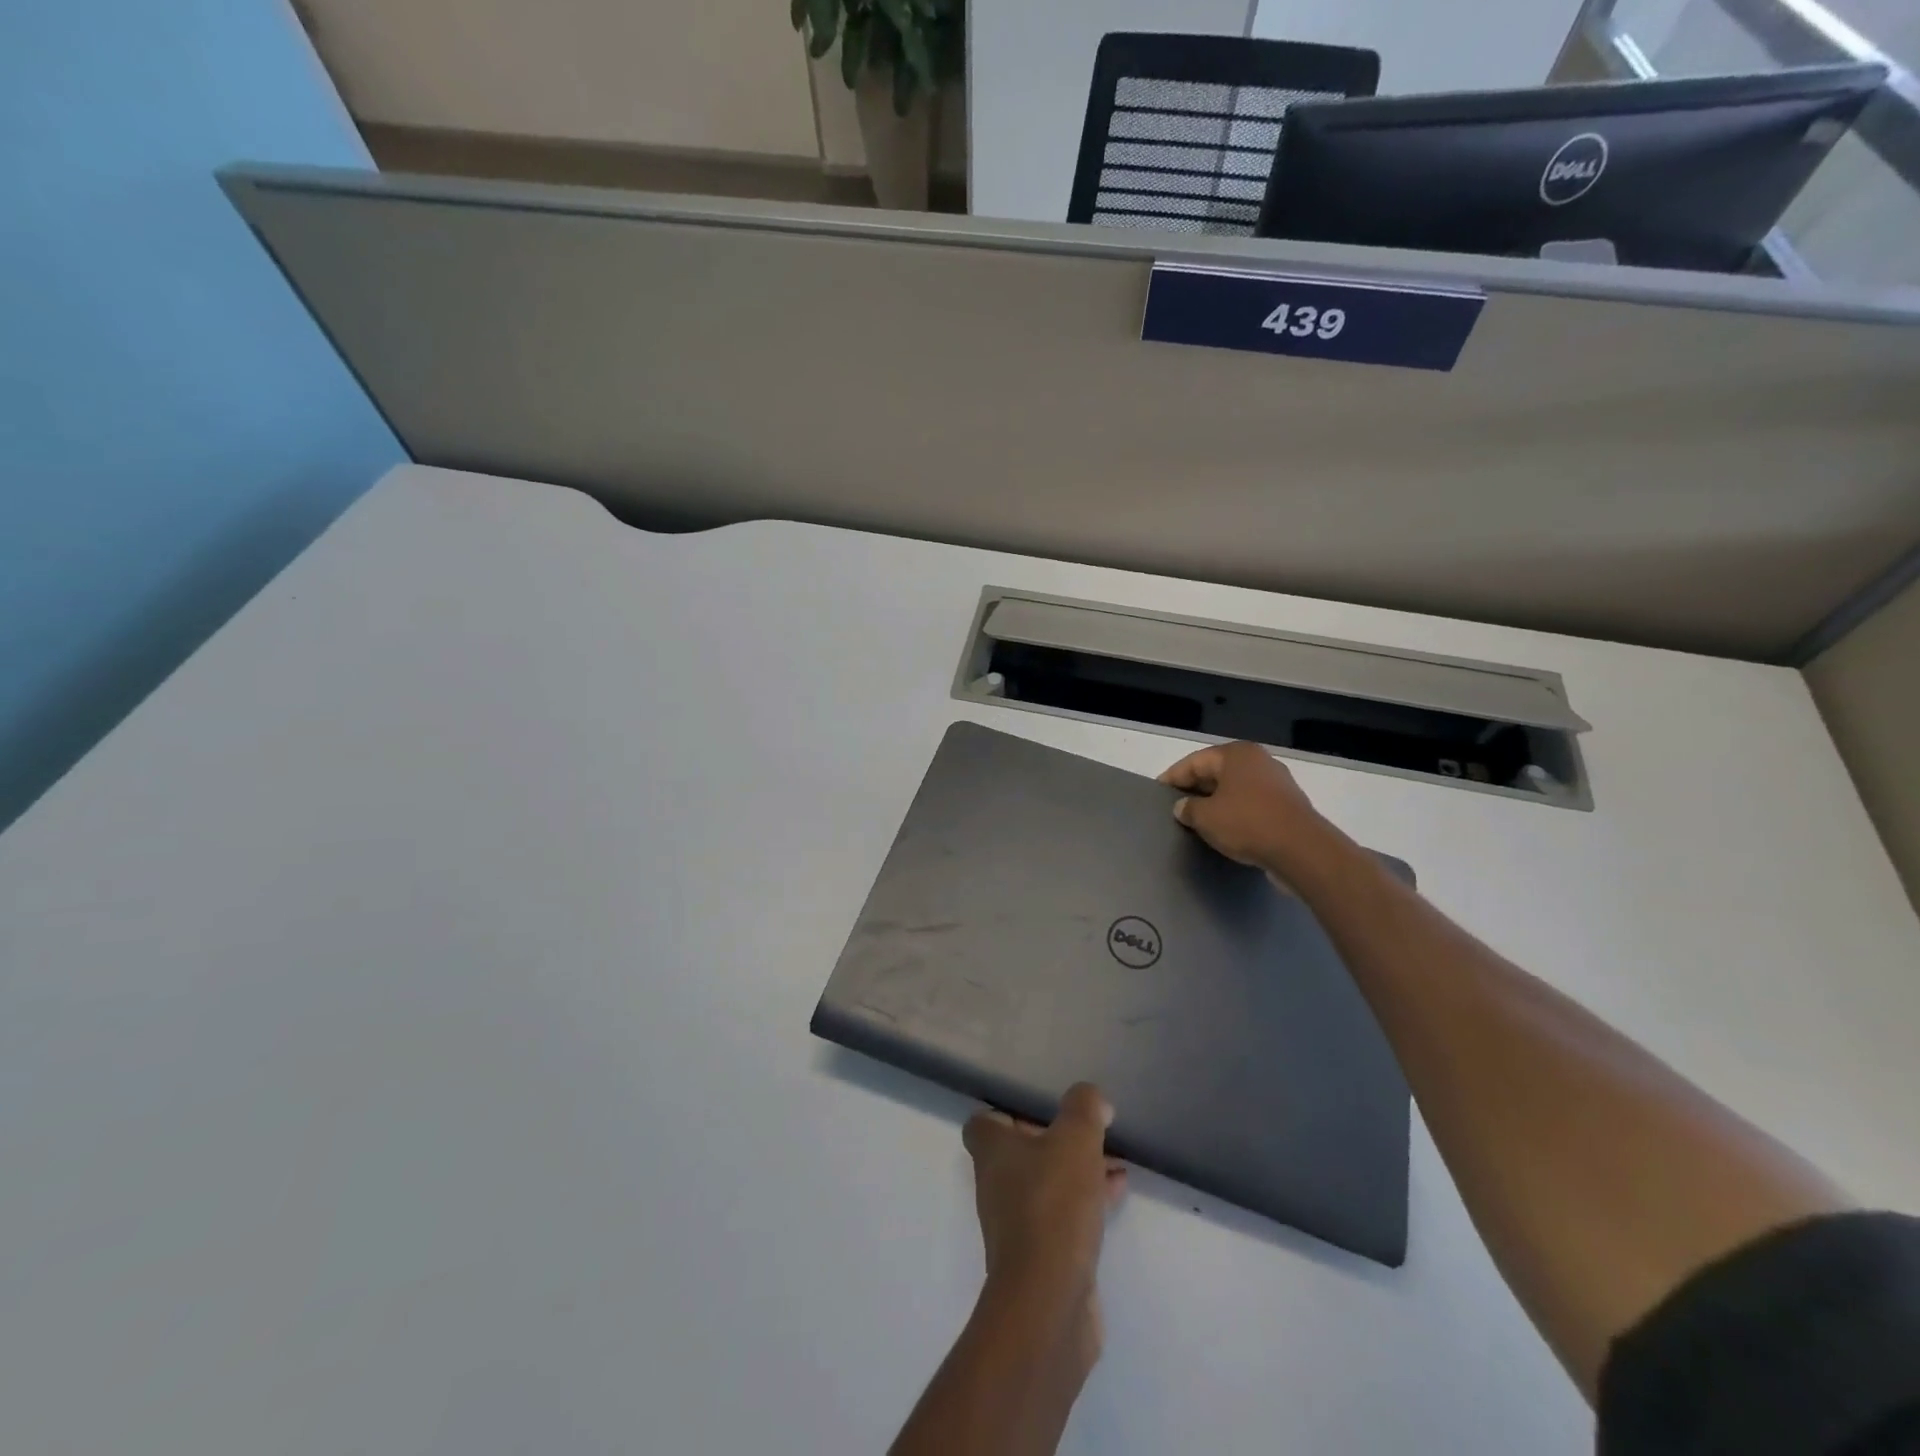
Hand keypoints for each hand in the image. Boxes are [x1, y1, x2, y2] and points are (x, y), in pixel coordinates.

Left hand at [963, 1084, 1126, 1364]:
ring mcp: (1016, 1223)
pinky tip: (1116, 1194)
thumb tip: (1092, 1099)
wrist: (1048, 1301)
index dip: (1010, 1110)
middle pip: (1022, 1151)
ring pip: (1047, 1182)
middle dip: (1058, 1140)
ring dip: (1078, 1170)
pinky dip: (1086, 1200)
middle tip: (1090, 1133)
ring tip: (1116, 1162)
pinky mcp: (1040, 1255)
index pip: (984, 1121)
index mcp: (992, 1151)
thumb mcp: (1075, 1139)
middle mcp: (996, 1184)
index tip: (1045, 1108)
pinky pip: (1063, 1214)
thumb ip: (1084, 1108)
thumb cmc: (1052, 1205)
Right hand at [1159, 741, 1336, 875]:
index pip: (1194, 762)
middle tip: (1176, 806)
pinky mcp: (1287, 805)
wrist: (1302, 850)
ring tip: (1198, 819)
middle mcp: (1258, 761)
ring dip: (1216, 802)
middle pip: (1216, 772)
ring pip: (1235, 788)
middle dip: (1195, 788)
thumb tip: (1183, 807)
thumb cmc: (1247, 823)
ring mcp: (1276, 782)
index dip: (1173, 777)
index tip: (1158, 792)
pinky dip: (1235, 812)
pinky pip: (1251, 803)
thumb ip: (1188, 809)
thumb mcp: (1206, 817)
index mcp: (1236, 754)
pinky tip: (1225, 828)